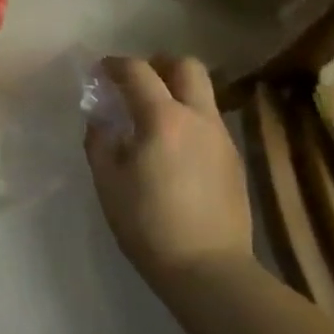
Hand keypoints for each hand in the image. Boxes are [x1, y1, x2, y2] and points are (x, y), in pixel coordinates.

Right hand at [84, 56, 252, 281]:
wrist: (208, 269)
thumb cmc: (147, 223)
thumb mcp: (108, 180)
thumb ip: (100, 140)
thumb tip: (101, 118)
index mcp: (162, 118)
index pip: (137, 71)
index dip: (115, 64)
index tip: (100, 71)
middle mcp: (197, 117)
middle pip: (186, 66)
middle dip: (159, 64)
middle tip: (137, 81)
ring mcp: (221, 138)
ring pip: (202, 94)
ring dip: (176, 92)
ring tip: (153, 117)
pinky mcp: (234, 160)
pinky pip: (209, 121)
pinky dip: (189, 119)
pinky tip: (173, 148)